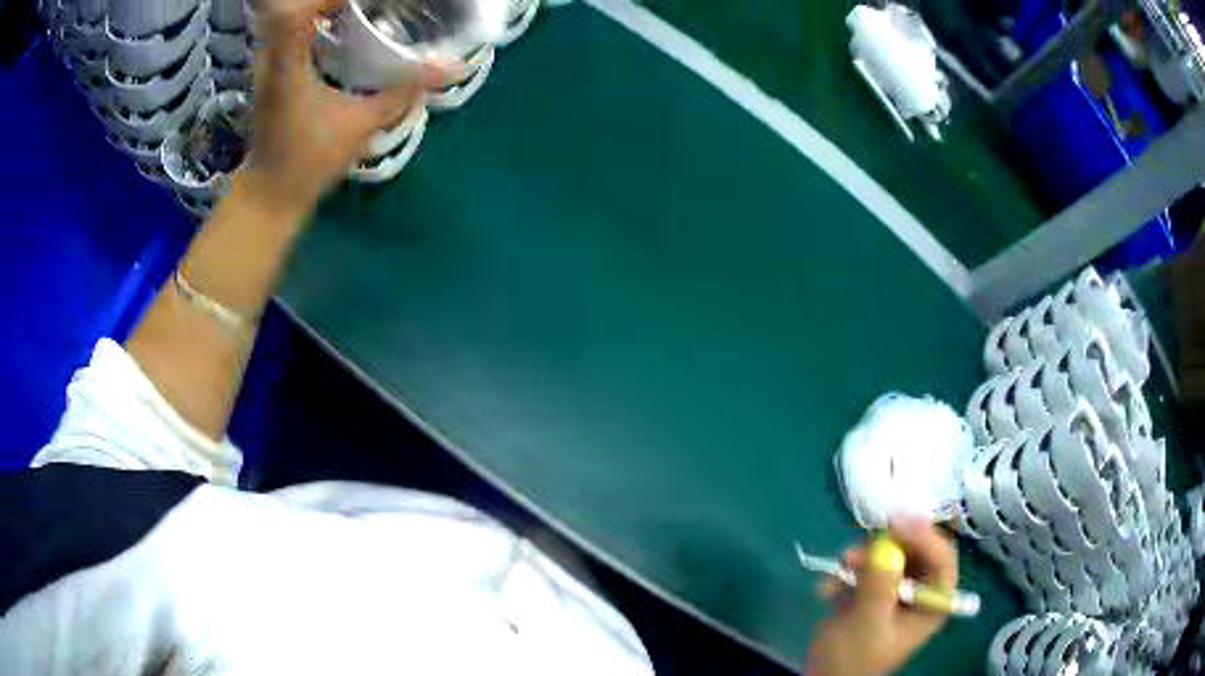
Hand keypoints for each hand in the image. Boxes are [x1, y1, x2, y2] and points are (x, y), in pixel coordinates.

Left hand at [242, 0, 443, 219]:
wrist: (270, 195)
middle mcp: (271, 57)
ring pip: (287, 19)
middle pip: (289, 8)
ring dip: (321, 10)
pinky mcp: (270, 74)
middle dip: (328, 1)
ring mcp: (267, 65)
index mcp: (287, 63)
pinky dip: (313, 23)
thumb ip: (403, 91)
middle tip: (365, 4)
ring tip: (356, 9)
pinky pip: (289, 33)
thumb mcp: (360, 124)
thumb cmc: (309, 161)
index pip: (298, 10)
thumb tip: (451, 68)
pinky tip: (338, 27)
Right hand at [804, 519, 957, 675]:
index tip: (895, 522)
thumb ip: (879, 587)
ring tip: (838, 568)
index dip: (924, 535)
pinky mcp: (873, 590)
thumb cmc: (852, 660)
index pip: (942, 558)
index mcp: (934, 603)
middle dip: (885, 546)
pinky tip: (827, 588)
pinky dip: (845, 572)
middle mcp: (921, 591)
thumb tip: (886, 547)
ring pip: (889, 554)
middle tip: (858, 546)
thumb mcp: (866, 626)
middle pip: (915, 549)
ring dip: (861, 558)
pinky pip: (865, 567)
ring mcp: (896, 589)